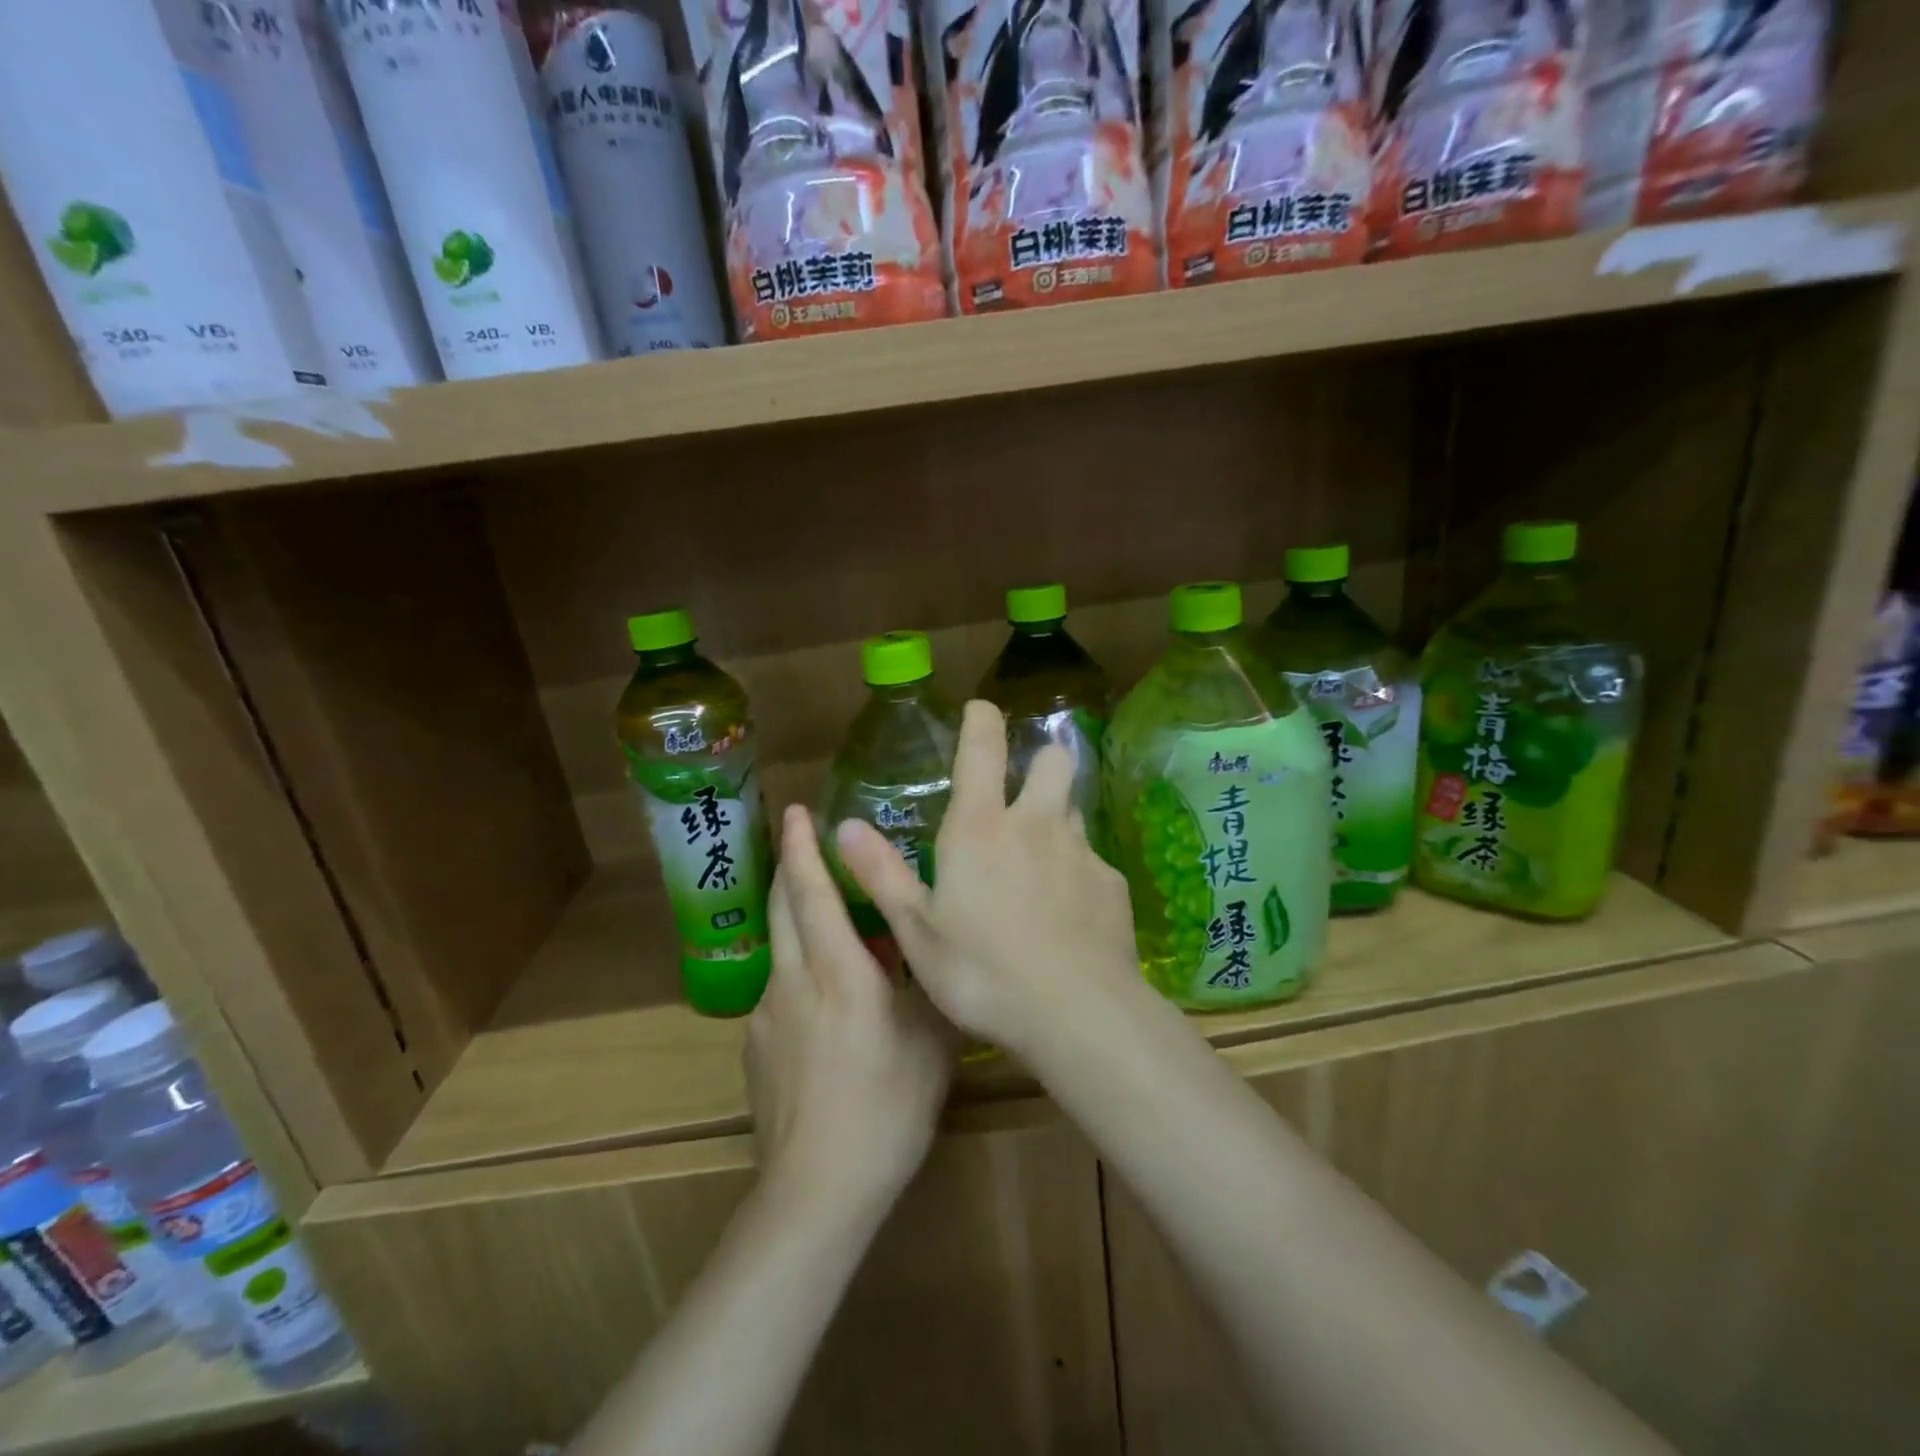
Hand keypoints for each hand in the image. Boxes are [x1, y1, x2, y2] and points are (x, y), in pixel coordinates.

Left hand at [746, 804, 955, 1220]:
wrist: (818, 1190)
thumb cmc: (888, 1107)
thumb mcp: (931, 1039)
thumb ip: (930, 984)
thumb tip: (935, 950)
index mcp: (838, 970)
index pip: (813, 892)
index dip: (805, 848)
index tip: (798, 811)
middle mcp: (794, 980)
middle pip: (782, 906)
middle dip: (789, 865)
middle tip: (800, 837)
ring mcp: (767, 1014)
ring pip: (778, 946)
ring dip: (794, 917)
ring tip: (825, 917)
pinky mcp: (755, 1047)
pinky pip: (778, 990)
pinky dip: (797, 972)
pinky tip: (822, 1004)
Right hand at [834, 700, 1140, 1053]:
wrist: (1077, 1014)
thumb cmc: (982, 972)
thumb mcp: (917, 931)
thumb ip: (881, 874)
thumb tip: (845, 826)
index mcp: (982, 828)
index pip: (983, 748)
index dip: (981, 719)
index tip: (980, 710)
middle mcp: (1036, 824)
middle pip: (1053, 760)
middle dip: (1041, 762)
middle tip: (1022, 795)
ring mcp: (1081, 851)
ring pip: (1074, 810)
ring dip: (1057, 820)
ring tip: (1038, 866)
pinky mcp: (1111, 884)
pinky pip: (1092, 863)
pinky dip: (1077, 875)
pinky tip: (1068, 918)